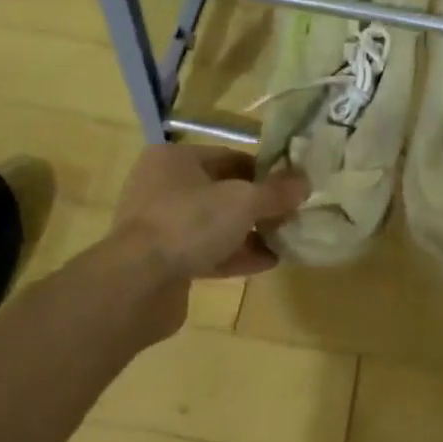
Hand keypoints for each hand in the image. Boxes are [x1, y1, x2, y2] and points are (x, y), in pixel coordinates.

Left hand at [113, 143, 307, 284]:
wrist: (136, 284)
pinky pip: (206, 252)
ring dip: (249, 232)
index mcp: (175, 159)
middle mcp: (163, 187)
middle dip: (258, 205)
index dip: (264, 171)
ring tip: (285, 240)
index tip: (292, 187)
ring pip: (215, 224)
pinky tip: (267, 262)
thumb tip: (305, 182)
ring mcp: (160, 225)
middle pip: (223, 191)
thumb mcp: (243, 201)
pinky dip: (235, 255)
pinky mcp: (163, 261)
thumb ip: (276, 192)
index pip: (230, 157)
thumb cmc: (189, 223)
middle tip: (290, 215)